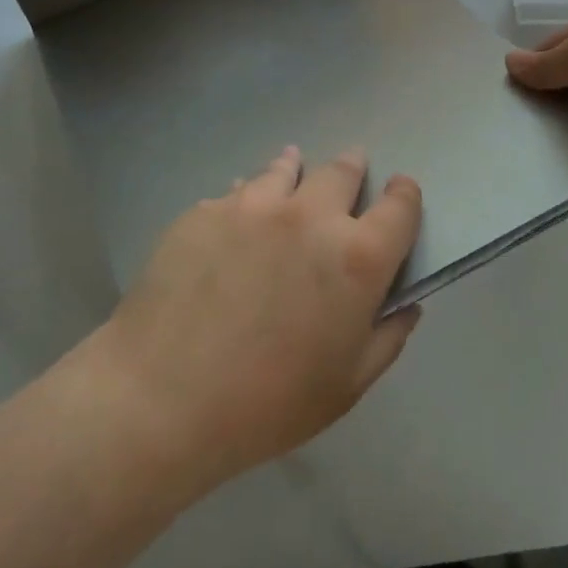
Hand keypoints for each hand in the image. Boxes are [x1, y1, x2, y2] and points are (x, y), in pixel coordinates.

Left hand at [85, 146, 422, 490]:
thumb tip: (405, 304)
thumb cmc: (268, 403)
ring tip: (294, 164)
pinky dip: (248, 196)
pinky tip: (238, 212)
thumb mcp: (347, 385)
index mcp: (357, 258)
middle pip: (343, 171)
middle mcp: (311, 217)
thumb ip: (387, 338)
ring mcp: (253, 207)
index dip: (405, 195)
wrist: (162, 397)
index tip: (401, 193)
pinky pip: (236, 192)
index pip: (400, 206)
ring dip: (298, 168)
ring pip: (286, 169)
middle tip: (352, 167)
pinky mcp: (205, 211)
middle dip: (353, 168)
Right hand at [506, 0, 567, 178]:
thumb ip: (552, 63)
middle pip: (563, 93)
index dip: (525, 71)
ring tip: (505, 163)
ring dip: (554, 142)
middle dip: (535, 110)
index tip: (491, 97)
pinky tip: (542, 183)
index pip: (552, 51)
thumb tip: (510, 65)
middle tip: (491, 136)